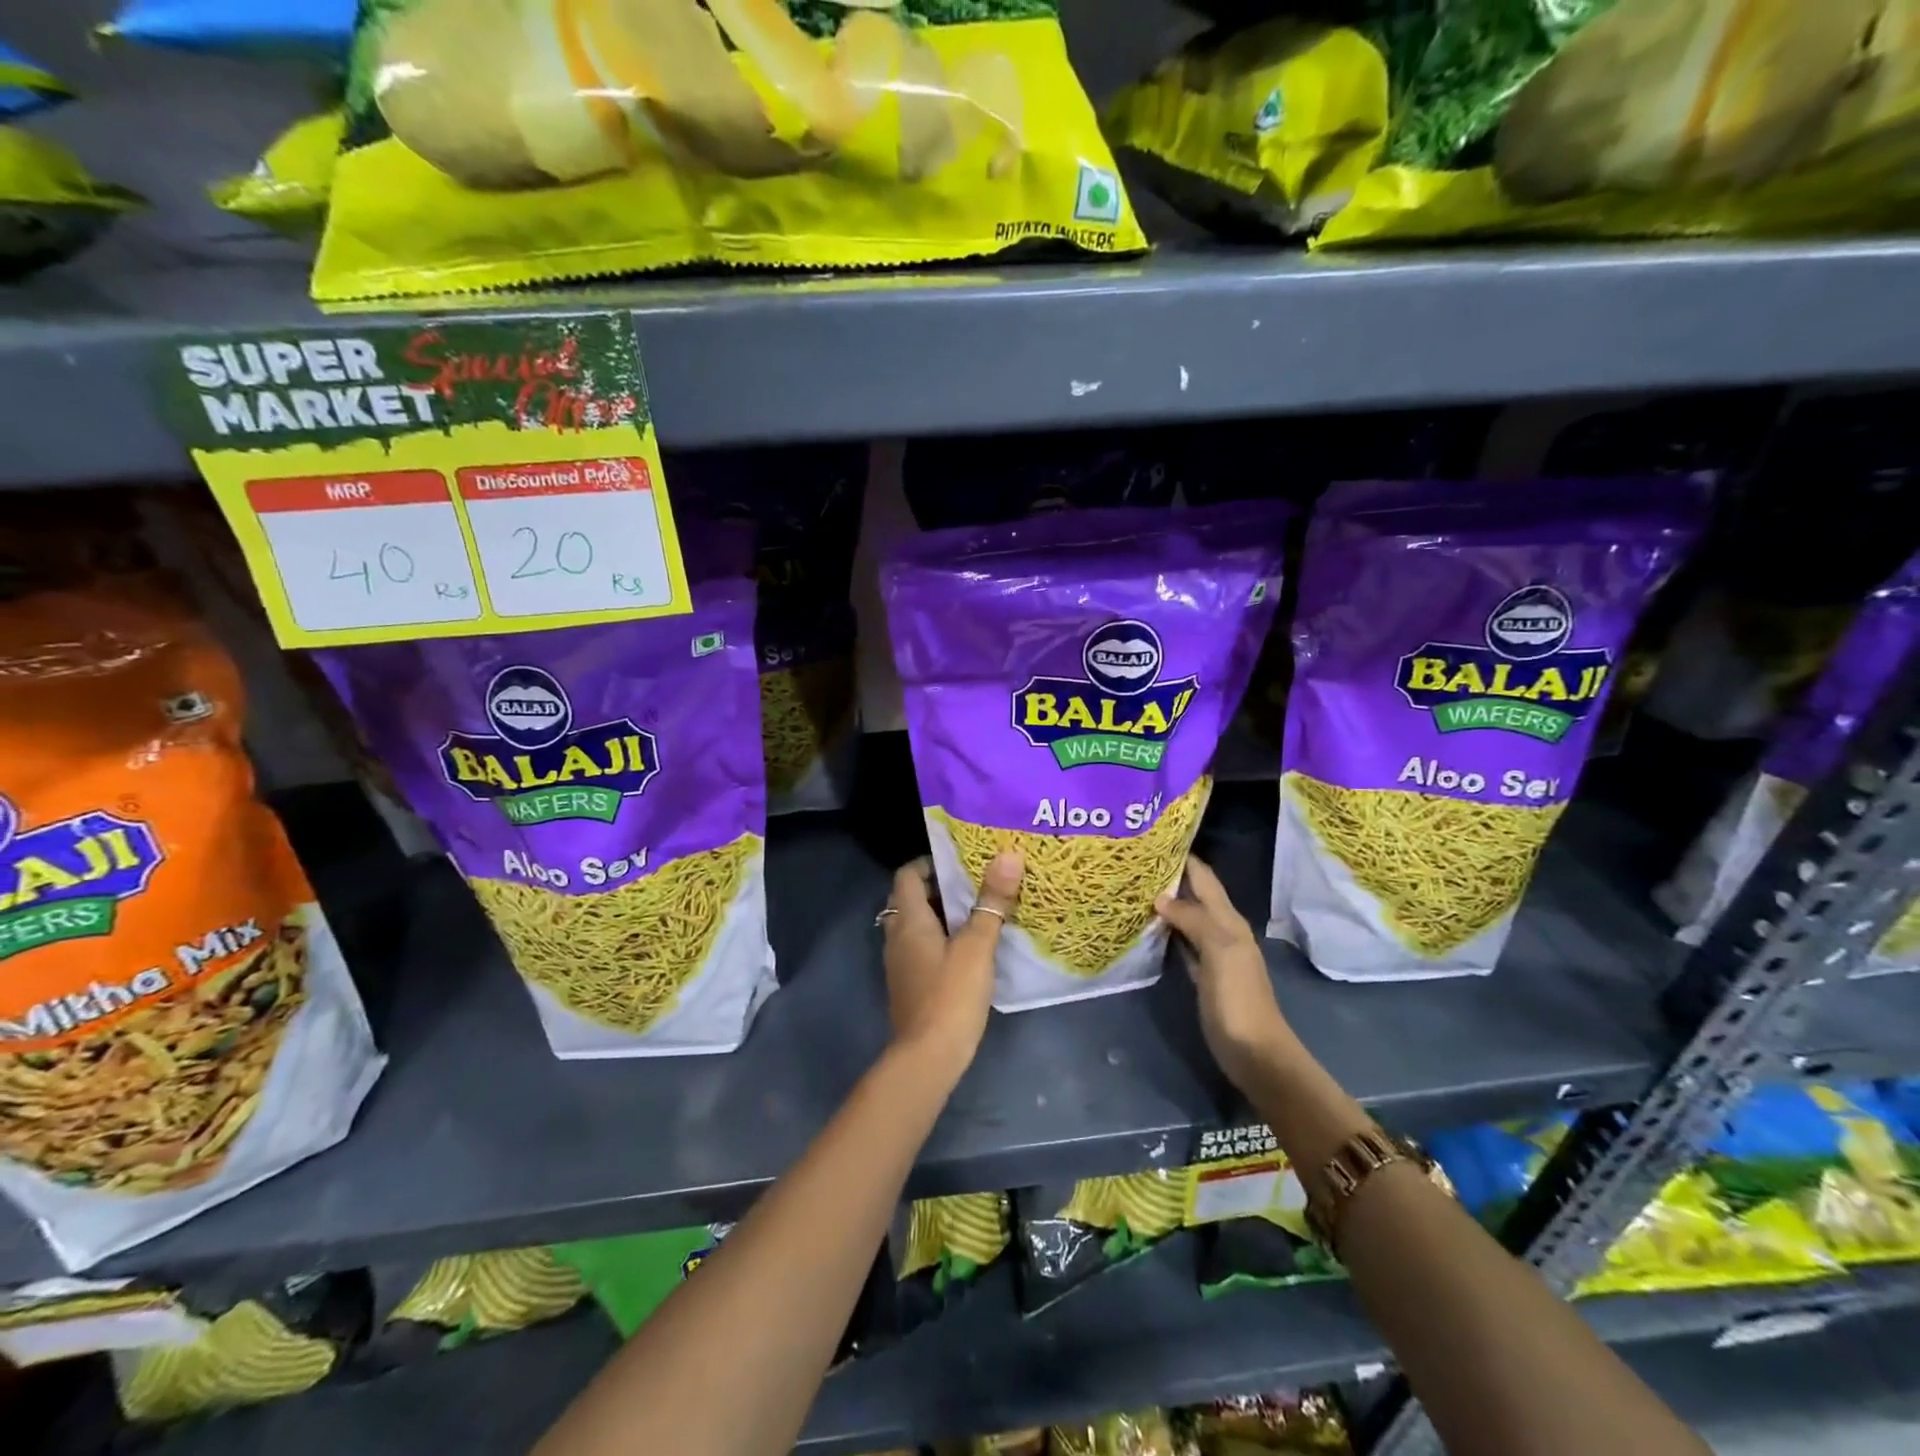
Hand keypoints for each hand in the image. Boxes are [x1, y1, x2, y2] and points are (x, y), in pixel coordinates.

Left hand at [880, 852, 1022, 1078]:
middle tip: (978, 883)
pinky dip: (942, 940)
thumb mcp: (977, 945)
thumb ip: (992, 901)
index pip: (908, 874)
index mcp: (909, 919)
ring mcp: (901, 963)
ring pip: (918, 925)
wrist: (927, 1058)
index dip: (931, 862)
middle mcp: (897, 936)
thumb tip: (1008, 855)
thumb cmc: (950, 994)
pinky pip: (923, 948)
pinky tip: (972, 948)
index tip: (963, 861)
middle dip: (942, 887)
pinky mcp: (911, 984)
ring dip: (943, 915)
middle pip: (912, 898)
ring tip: (980, 911)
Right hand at [1157, 855, 1297, 1094]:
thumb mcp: (1219, 951)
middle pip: (1194, 895)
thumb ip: (1193, 920)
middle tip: (1135, 860)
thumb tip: (1161, 897)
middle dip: (1170, 876)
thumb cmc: (1238, 999)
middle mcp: (1221, 930)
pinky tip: (1147, 926)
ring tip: (1134, 886)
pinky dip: (1166, 931)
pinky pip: (1181, 943)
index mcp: (1228, 920)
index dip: (1184, 857)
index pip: (1203, 878)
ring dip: (1166, 902)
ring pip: (1186, 917)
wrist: (1255, 1052)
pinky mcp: (1201, 975)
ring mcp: (1211, 954)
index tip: (1154, 839)